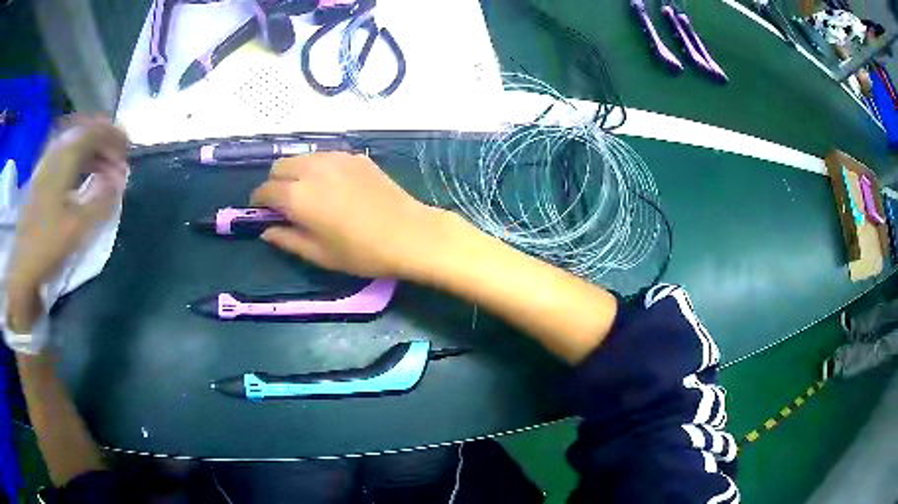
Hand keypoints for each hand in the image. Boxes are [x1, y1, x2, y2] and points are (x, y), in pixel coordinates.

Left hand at [6, 117, 127, 299]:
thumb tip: (121, 179)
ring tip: (103, 170)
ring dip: (91, 153)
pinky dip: (78, 161)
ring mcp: (46, 164)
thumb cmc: (49, 245)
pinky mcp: (41, 178)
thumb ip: (102, 199)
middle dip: (104, 143)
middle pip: (84, 134)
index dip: (114, 137)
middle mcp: (55, 152)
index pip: (95, 131)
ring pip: (74, 145)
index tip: (129, 151)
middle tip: (118, 161)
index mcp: (65, 157)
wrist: (23, 267)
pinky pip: (64, 157)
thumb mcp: (79, 226)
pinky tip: (83, 176)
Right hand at [251, 152, 450, 277]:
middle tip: (285, 204)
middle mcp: (312, 169)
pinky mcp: (355, 156)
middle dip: (275, 183)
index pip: (265, 190)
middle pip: (280, 166)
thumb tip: (266, 231)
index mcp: (297, 195)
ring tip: (307, 193)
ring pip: (302, 157)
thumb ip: (287, 240)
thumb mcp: (319, 254)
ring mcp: (336, 158)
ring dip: (295, 172)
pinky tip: (332, 186)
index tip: (262, 212)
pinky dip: (318, 167)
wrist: (409, 233)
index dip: (258, 202)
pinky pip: (325, 156)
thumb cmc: (361, 252)